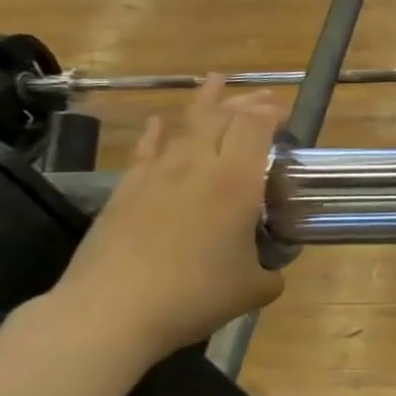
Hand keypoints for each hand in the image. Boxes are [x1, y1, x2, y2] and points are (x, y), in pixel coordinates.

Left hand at [51, 77, 286, 361]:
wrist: (111, 311)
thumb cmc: (195, 295)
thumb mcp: (255, 288)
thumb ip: (271, 270)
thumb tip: (271, 267)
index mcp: (236, 183)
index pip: (255, 128)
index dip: (270, 114)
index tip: (284, 114)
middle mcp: (197, 167)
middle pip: (220, 118)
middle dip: (244, 103)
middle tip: (260, 98)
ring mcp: (156, 176)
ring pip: (184, 126)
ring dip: (204, 104)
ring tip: (215, 84)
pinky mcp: (125, 191)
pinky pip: (147, 149)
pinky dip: (160, 132)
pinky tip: (162, 123)